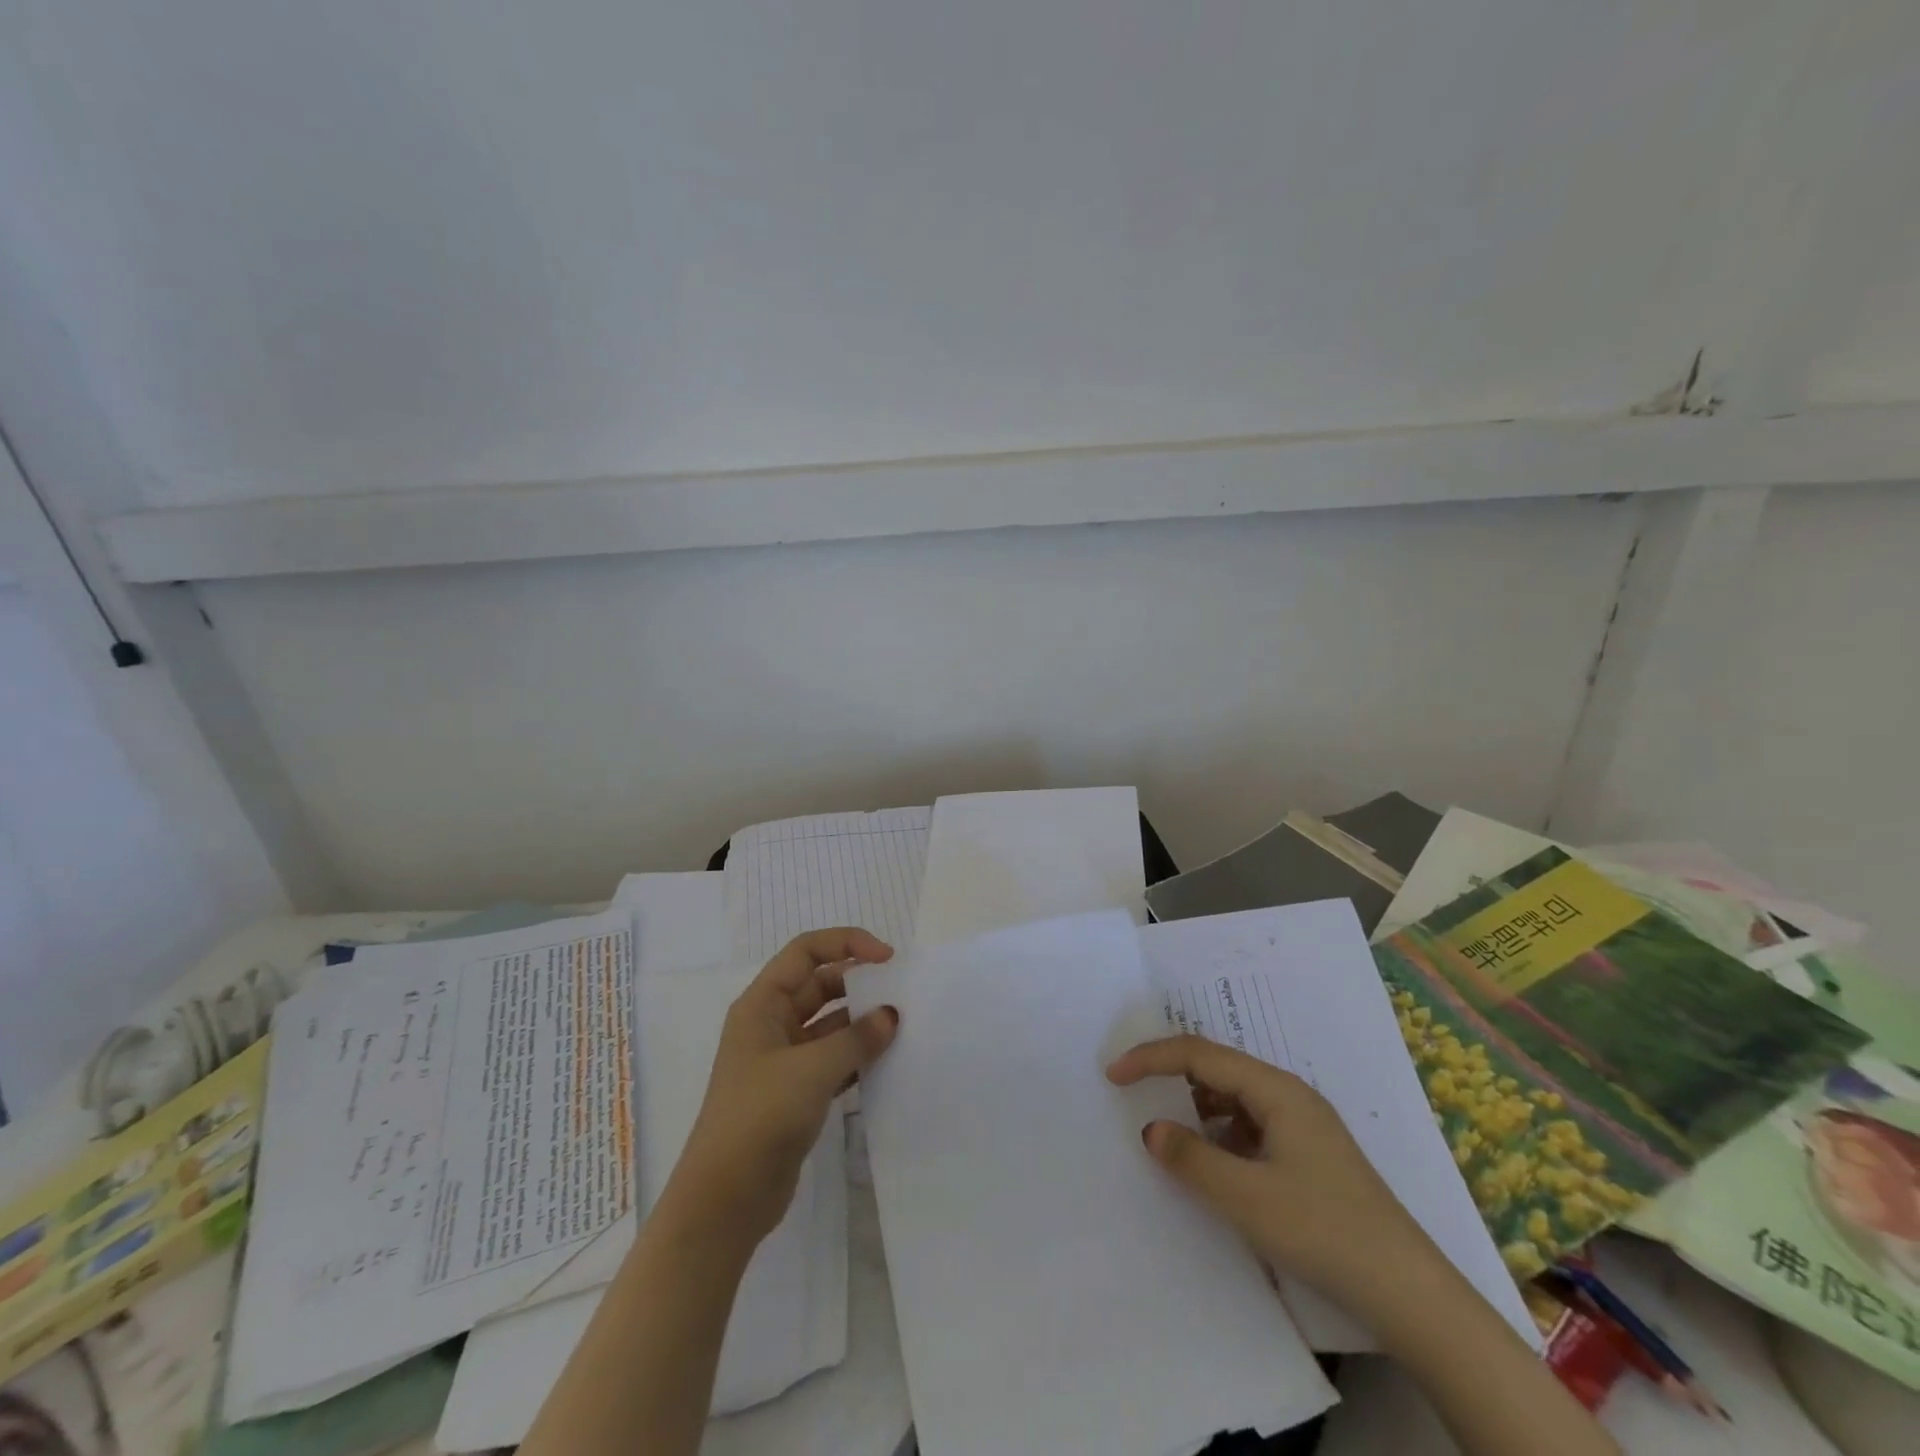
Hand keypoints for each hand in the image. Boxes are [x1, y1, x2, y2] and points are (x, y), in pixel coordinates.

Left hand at [665, 928, 899, 1244]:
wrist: (725, 1200)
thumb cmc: (760, 1116)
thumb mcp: (812, 1069)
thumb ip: (856, 1038)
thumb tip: (891, 1015)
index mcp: (762, 1004)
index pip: (806, 952)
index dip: (846, 944)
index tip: (887, 957)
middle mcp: (771, 1024)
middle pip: (819, 985)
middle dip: (858, 983)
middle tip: (900, 992)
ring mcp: (782, 1060)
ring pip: (829, 1024)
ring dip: (861, 1022)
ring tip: (902, 1026)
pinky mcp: (795, 1093)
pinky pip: (833, 1059)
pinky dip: (857, 1056)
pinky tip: (887, 1061)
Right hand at [1106, 1035, 1438, 1323]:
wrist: (1409, 1294)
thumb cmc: (1323, 1231)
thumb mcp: (1246, 1197)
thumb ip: (1191, 1158)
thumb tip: (1150, 1129)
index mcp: (1276, 1090)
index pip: (1200, 1054)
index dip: (1152, 1058)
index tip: (1113, 1074)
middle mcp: (1289, 1096)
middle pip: (1217, 1068)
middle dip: (1172, 1074)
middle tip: (1132, 1091)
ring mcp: (1302, 1126)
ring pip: (1233, 1098)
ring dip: (1197, 1107)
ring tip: (1169, 1132)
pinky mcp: (1307, 1155)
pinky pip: (1249, 1126)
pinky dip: (1220, 1135)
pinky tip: (1213, 1164)